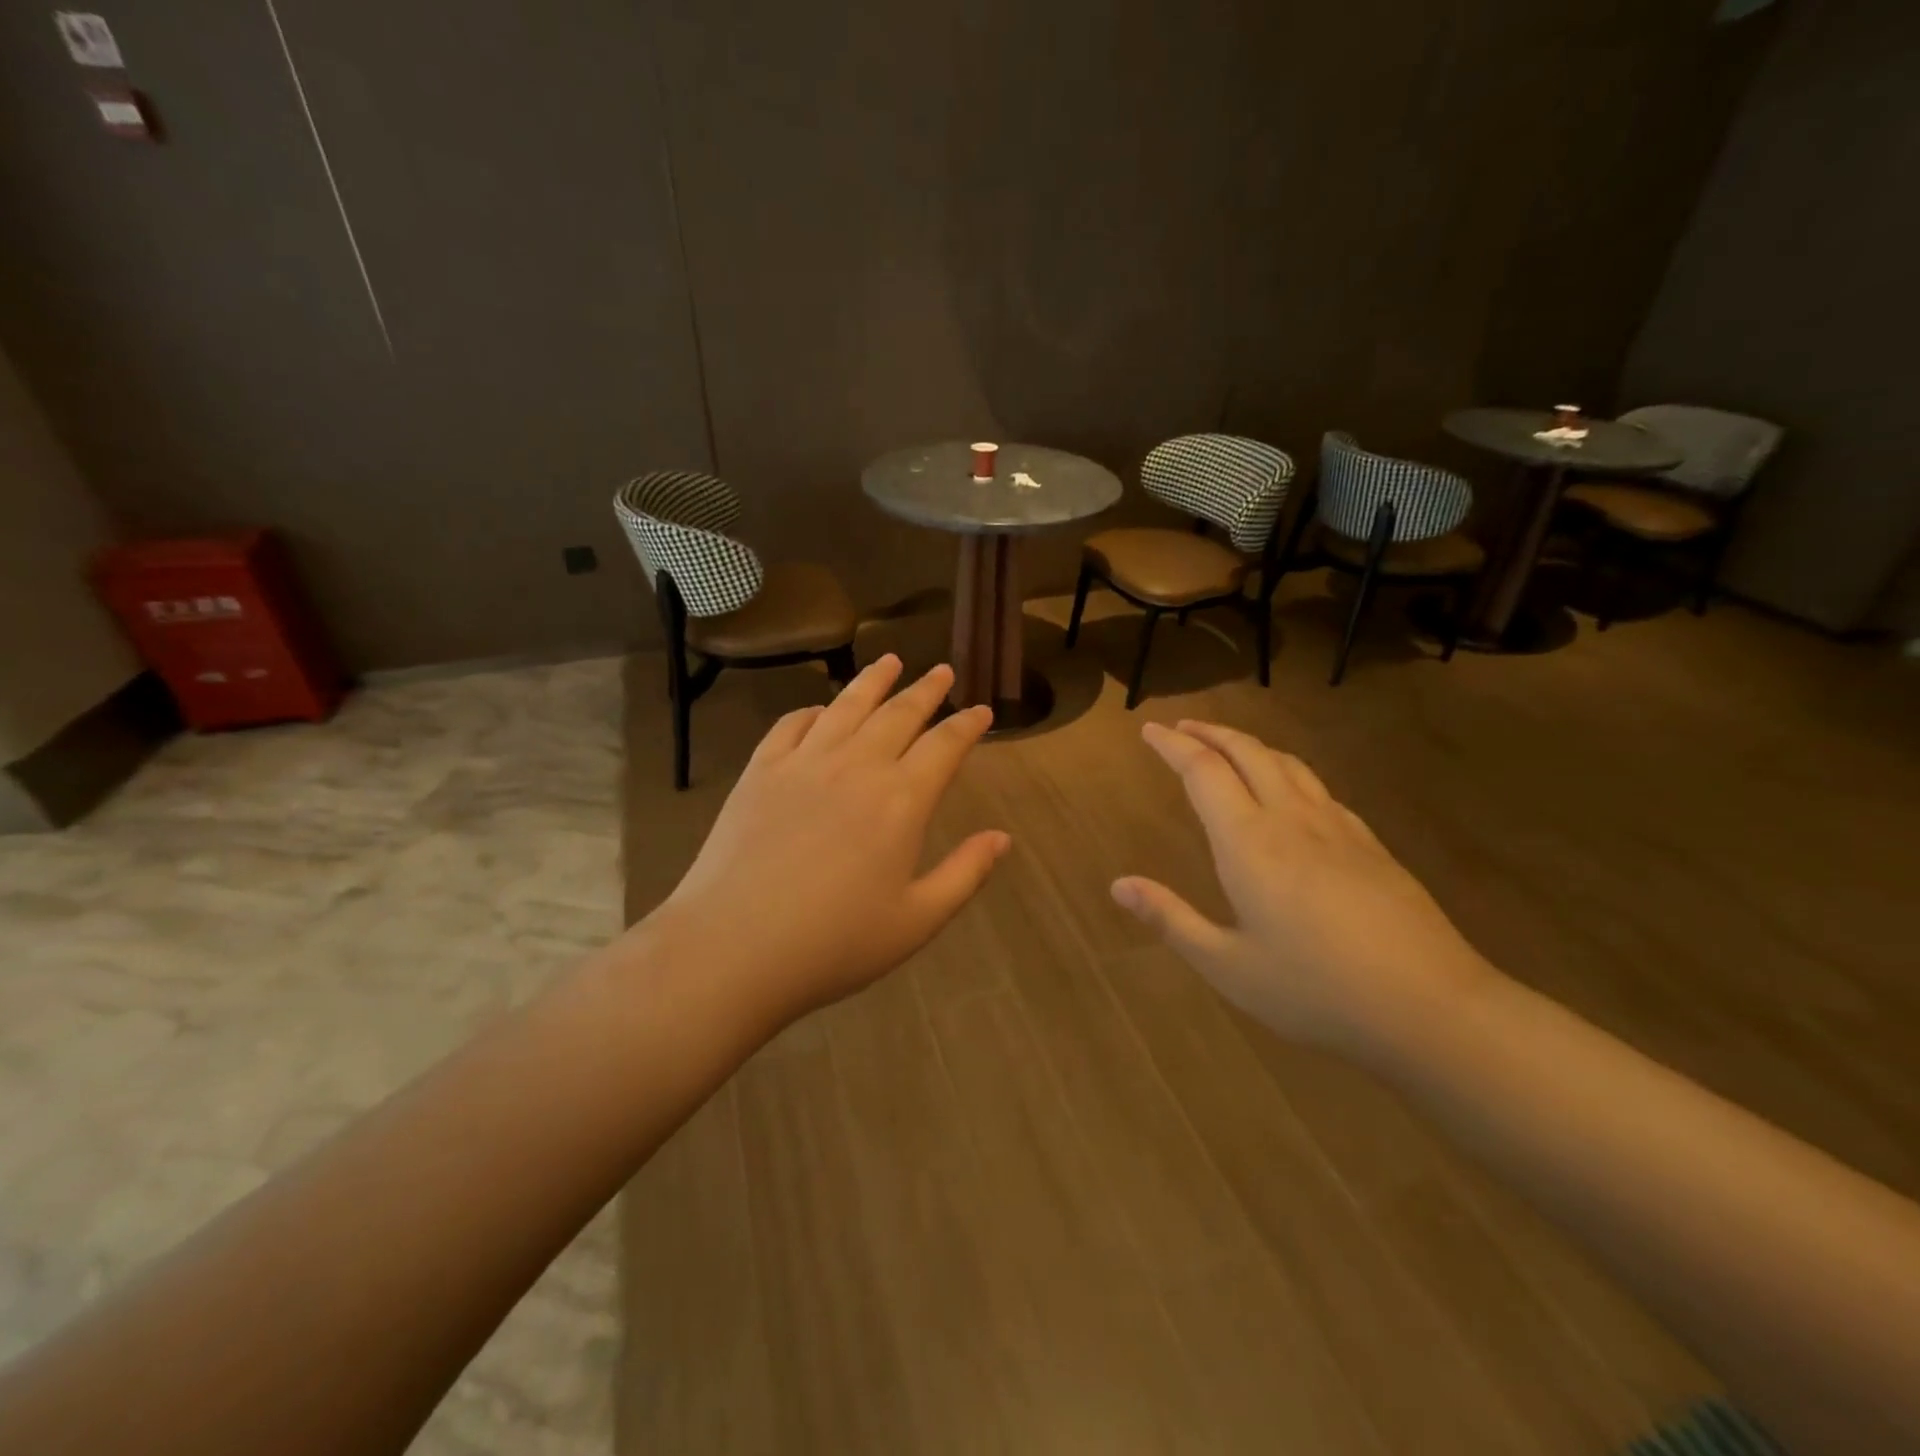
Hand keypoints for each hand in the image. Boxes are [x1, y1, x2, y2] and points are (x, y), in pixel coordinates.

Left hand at [652, 655, 1009, 1031]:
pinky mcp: (760, 771)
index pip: (945, 745)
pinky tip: (821, 709)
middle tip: (942, 671)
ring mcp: (804, 763)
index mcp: (901, 800)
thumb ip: (965, 873)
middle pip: (899, 714)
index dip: (968, 725)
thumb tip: (1002, 838)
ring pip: (847, 706)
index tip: (981, 711)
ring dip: (873, 680)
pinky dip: (813, 710)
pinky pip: (792, 724)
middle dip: (926, 690)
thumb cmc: (834, 943)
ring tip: (891, 660)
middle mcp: (857, 766)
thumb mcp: (916, 920)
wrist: (733, 947)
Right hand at [1112, 720, 1495, 1058]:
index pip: (1203, 771)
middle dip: (1210, 732)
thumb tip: (1118, 885)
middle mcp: (1291, 819)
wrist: (1431, 1006)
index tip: (1150, 731)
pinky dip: (1288, 771)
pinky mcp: (1369, 844)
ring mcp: (1337, 828)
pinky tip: (1290, 792)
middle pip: (1247, 752)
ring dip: (1250, 744)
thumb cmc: (1316, 990)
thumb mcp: (1228, 966)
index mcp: (1249, 843)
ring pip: (1287, 763)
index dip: (1173, 746)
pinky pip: (1318, 788)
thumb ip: (1171, 919)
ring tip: (1227, 745)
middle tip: (1181, 726)